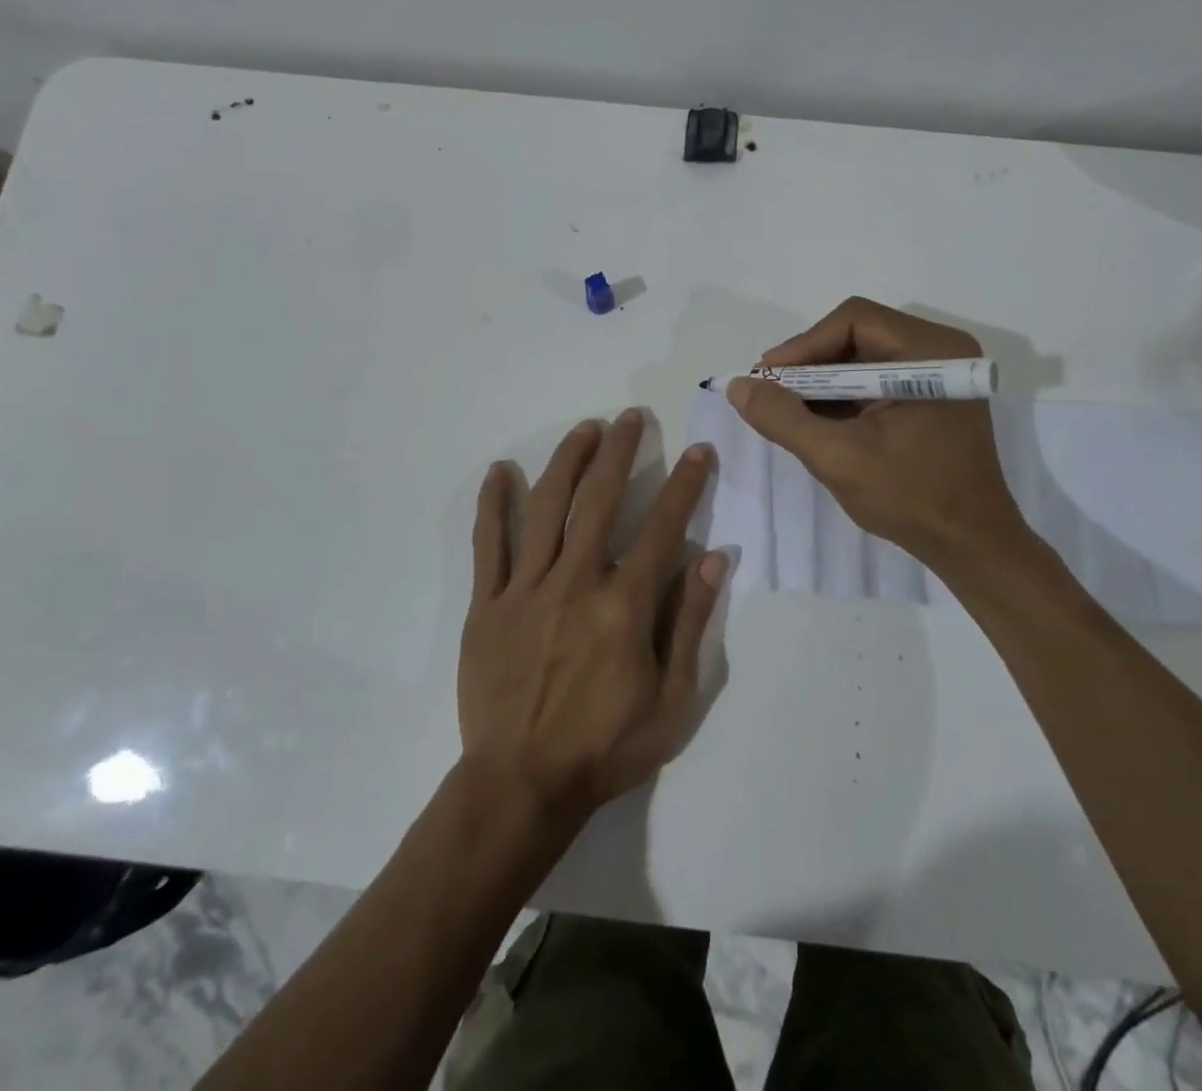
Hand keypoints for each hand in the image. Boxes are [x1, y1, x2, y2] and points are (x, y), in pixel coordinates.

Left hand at [459, 411, 725, 827]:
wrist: (522, 784)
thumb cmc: (606, 747)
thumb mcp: (672, 699)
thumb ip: (691, 622)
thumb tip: (713, 557)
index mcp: (624, 605)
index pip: (662, 527)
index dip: (685, 485)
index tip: (699, 451)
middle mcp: (576, 582)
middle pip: (599, 500)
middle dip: (620, 452)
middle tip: (631, 417)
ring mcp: (526, 589)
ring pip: (547, 508)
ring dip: (567, 461)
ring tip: (584, 428)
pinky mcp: (487, 604)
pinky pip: (488, 544)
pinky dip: (494, 504)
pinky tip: (500, 470)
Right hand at [726, 297, 1039, 575]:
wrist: (971, 545)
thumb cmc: (911, 498)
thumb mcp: (837, 458)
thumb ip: (783, 418)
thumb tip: (738, 385)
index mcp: (930, 352)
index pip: (853, 322)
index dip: (803, 345)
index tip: (767, 378)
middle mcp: (940, 350)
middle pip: (857, 336)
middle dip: (810, 365)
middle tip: (772, 393)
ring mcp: (938, 375)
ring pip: (863, 358)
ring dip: (823, 382)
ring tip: (788, 411)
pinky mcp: (932, 398)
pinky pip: (876, 381)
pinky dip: (843, 397)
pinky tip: (818, 422)